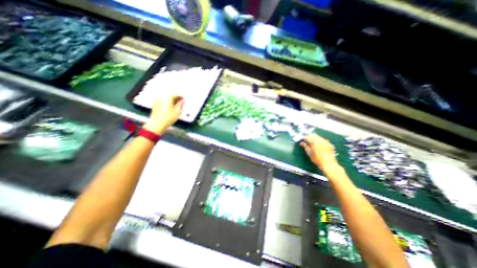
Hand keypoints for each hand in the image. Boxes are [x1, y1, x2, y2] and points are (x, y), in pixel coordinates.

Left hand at [142, 95, 182, 134]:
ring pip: (166, 99)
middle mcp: (161, 97)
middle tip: (181, 103)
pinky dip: (167, 103)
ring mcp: (157, 101)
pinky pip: (163, 102)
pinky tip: (171, 108)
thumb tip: (183, 100)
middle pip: (170, 96)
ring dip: (172, 101)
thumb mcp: (177, 111)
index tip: (184, 100)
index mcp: (167, 97)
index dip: (181, 97)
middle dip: (176, 99)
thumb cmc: (169, 117)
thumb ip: (180, 104)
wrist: (157, 124)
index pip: (175, 95)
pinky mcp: (155, 105)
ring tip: (176, 106)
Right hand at [301, 135, 338, 170]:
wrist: (329, 164)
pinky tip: (317, 145)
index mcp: (314, 141)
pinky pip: (322, 139)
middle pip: (313, 135)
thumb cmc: (317, 159)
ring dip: (314, 138)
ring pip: (318, 137)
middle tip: (306, 141)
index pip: (307, 137)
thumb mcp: (309, 153)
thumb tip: (301, 143)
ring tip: (311, 143)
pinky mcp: (329, 144)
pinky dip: (319, 140)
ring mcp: (325, 141)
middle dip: (309, 137)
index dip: (304, 138)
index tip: (301, 141)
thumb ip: (305, 146)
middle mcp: (320, 139)